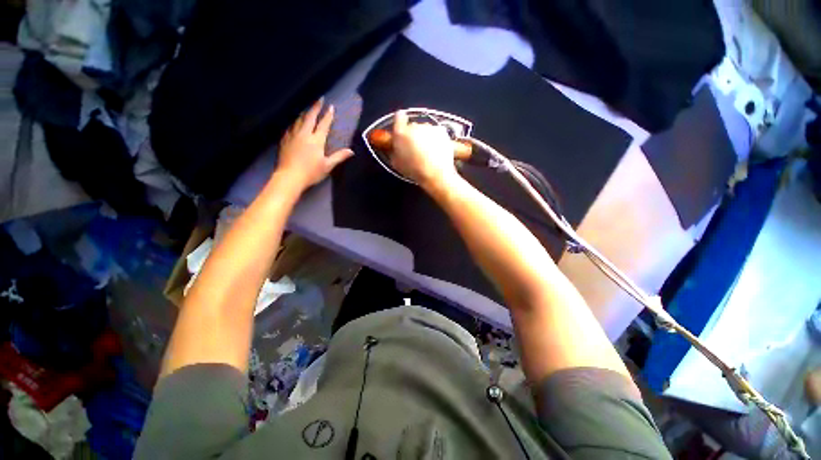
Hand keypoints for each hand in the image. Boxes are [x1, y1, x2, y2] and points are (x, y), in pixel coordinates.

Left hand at [275, 99, 352, 189]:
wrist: (289, 177)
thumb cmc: (311, 172)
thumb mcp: (327, 166)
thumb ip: (339, 157)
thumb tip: (351, 151)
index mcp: (316, 140)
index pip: (323, 124)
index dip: (328, 115)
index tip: (331, 107)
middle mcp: (304, 134)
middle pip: (309, 117)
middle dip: (315, 107)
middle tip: (319, 99)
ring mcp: (292, 135)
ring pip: (298, 120)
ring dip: (305, 113)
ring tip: (308, 109)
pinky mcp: (284, 140)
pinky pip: (291, 126)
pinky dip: (295, 122)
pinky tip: (295, 123)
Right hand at [389, 110, 460, 190]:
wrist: (435, 174)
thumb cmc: (415, 171)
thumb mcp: (396, 163)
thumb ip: (393, 150)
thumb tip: (394, 145)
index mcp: (400, 133)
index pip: (398, 117)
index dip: (400, 122)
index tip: (402, 127)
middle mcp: (414, 126)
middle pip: (412, 125)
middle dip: (413, 134)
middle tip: (415, 147)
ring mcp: (429, 127)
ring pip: (425, 129)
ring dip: (424, 137)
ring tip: (427, 152)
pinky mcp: (441, 130)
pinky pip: (436, 132)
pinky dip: (436, 139)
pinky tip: (435, 151)